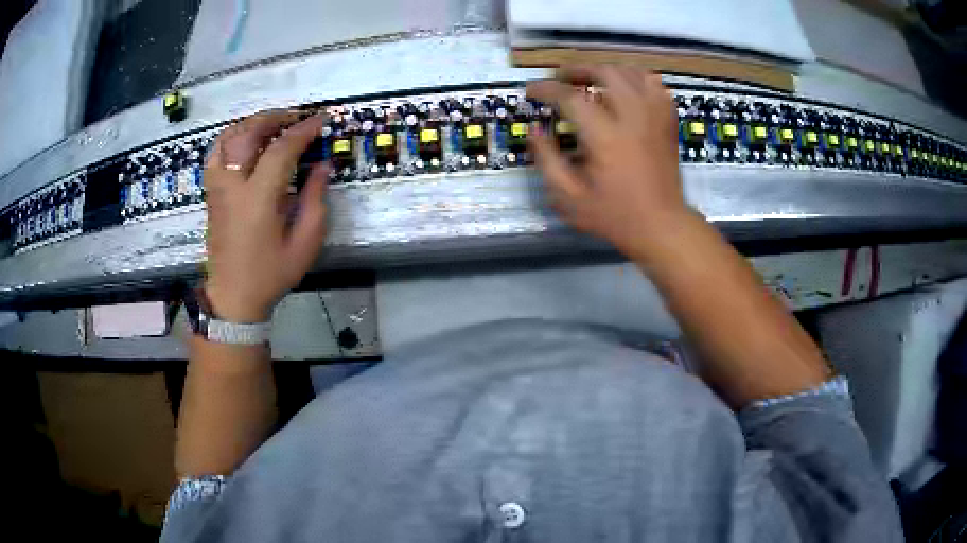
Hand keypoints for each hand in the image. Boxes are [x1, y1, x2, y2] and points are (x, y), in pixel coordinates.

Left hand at [203, 110, 329, 321]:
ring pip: (228, 138)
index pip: (281, 150)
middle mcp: (232, 187)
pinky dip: (230, 138)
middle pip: (248, 134)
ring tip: (272, 124)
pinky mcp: (210, 193)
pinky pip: (215, 153)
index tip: (322, 120)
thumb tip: (323, 166)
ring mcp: (217, 188)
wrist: (233, 297)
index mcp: (258, 200)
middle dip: (275, 118)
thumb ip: (315, 201)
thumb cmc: (270, 274)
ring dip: (252, 123)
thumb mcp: (304, 244)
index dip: (303, 130)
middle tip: (296, 117)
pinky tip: (244, 140)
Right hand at [527, 65, 689, 259]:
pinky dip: (637, 79)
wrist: (661, 225)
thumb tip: (534, 130)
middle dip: (578, 69)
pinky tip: (626, 89)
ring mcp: (655, 116)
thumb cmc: (614, 215)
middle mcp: (632, 117)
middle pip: (605, 72)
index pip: (570, 96)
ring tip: (592, 79)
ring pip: (632, 72)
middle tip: (561, 79)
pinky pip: (654, 86)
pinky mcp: (667, 122)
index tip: (531, 90)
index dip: (546, 89)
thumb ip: (546, 159)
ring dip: (607, 70)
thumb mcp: (569, 197)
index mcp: (605, 136)